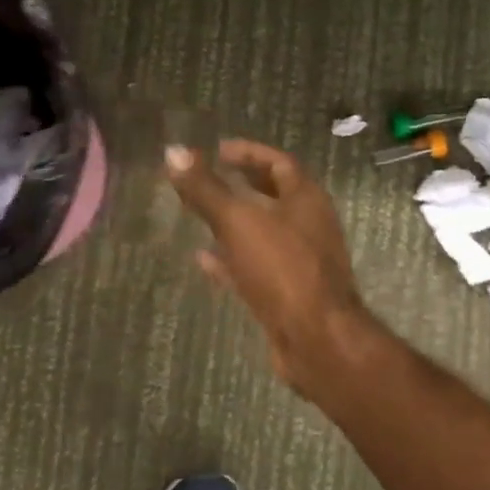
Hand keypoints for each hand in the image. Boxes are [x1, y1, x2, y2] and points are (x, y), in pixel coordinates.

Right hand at [166, 139, 374, 394]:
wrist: (316, 338)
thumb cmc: (283, 270)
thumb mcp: (239, 222)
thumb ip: (206, 189)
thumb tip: (173, 151)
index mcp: (307, 200)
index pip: (279, 163)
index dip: (249, 153)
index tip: (217, 150)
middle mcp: (309, 226)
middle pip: (275, 196)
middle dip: (244, 185)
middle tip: (210, 178)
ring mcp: (301, 262)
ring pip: (264, 233)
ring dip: (236, 223)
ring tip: (201, 215)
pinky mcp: (288, 293)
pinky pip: (257, 267)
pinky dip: (232, 260)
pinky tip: (203, 260)